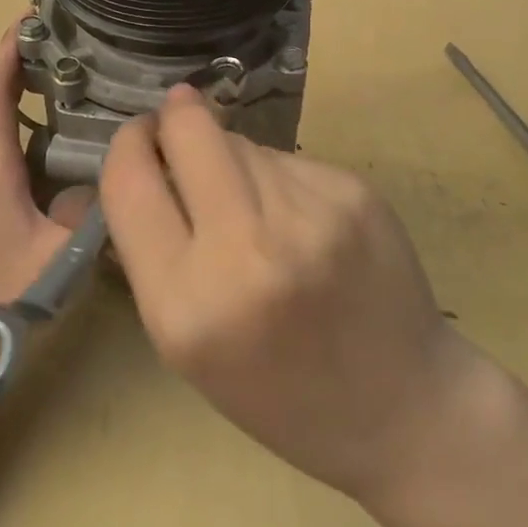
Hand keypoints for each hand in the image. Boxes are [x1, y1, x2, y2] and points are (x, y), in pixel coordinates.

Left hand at [0, 20, 85, 313]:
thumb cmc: (0, 303)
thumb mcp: (56, 256)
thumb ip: (88, 212)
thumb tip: (116, 174)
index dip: (6, 55)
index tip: (28, 19)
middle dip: (21, 64)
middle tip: (66, 39)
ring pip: (4, 127)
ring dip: (28, 94)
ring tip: (75, 74)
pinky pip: (14, 152)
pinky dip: (36, 129)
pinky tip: (73, 138)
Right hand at [100, 85, 493, 506]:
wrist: (401, 407)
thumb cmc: (278, 393)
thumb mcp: (187, 345)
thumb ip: (155, 250)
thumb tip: (146, 158)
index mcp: (187, 307)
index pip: (129, 183)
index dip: (126, 146)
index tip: (136, 136)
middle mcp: (247, 251)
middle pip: (190, 131)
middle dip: (177, 119)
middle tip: (180, 126)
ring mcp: (309, 215)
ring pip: (243, 142)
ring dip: (231, 158)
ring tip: (253, 205)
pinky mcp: (353, 193)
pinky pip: (288, 158)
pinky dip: (279, 176)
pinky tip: (299, 217)